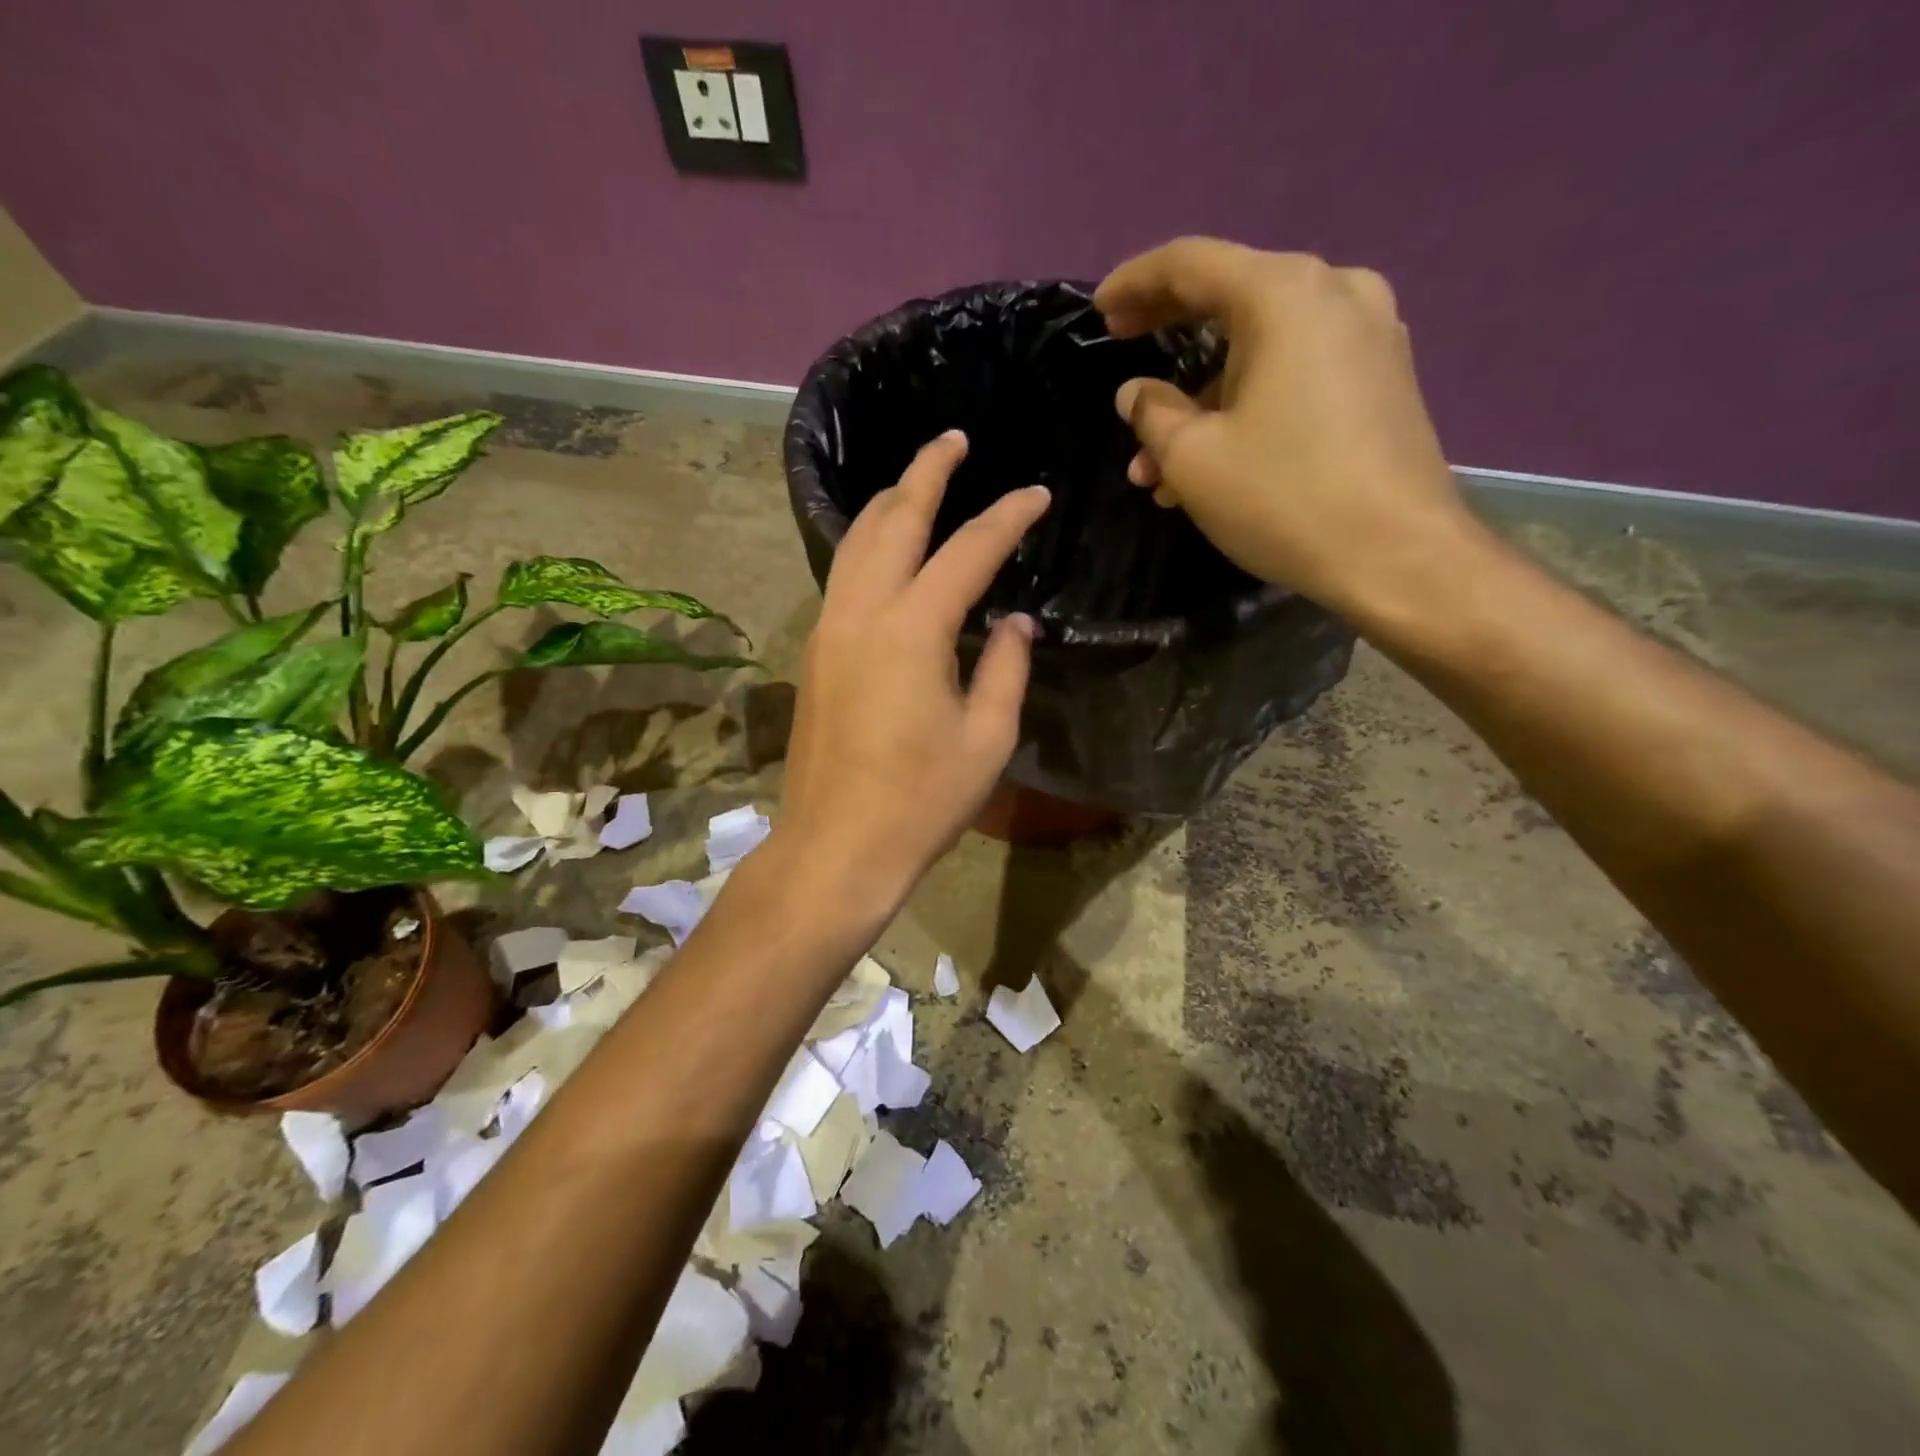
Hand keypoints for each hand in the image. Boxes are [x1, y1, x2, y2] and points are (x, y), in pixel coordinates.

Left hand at [778, 431, 1049, 906]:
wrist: (837, 846)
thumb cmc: (921, 801)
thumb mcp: (987, 738)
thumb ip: (1007, 668)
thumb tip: (1016, 624)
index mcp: (912, 629)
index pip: (968, 550)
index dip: (1007, 517)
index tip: (1037, 495)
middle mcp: (862, 613)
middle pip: (893, 519)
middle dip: (926, 472)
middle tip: (954, 441)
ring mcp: (829, 630)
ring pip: (855, 542)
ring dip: (889, 504)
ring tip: (917, 482)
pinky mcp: (815, 653)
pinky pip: (842, 576)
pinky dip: (867, 546)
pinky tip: (887, 551)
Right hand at [1095, 237, 1486, 621]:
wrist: (1397, 555)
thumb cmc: (1283, 498)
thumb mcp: (1193, 459)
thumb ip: (1153, 414)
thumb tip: (1136, 393)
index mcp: (1283, 295)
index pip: (1191, 263)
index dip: (1135, 283)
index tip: (1098, 311)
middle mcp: (1334, 293)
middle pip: (1230, 296)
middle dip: (1167, 336)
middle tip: (1121, 352)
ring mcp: (1368, 334)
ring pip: (1260, 349)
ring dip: (1201, 399)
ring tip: (1154, 467)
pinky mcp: (1381, 378)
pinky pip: (1295, 373)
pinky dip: (1246, 406)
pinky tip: (1212, 462)